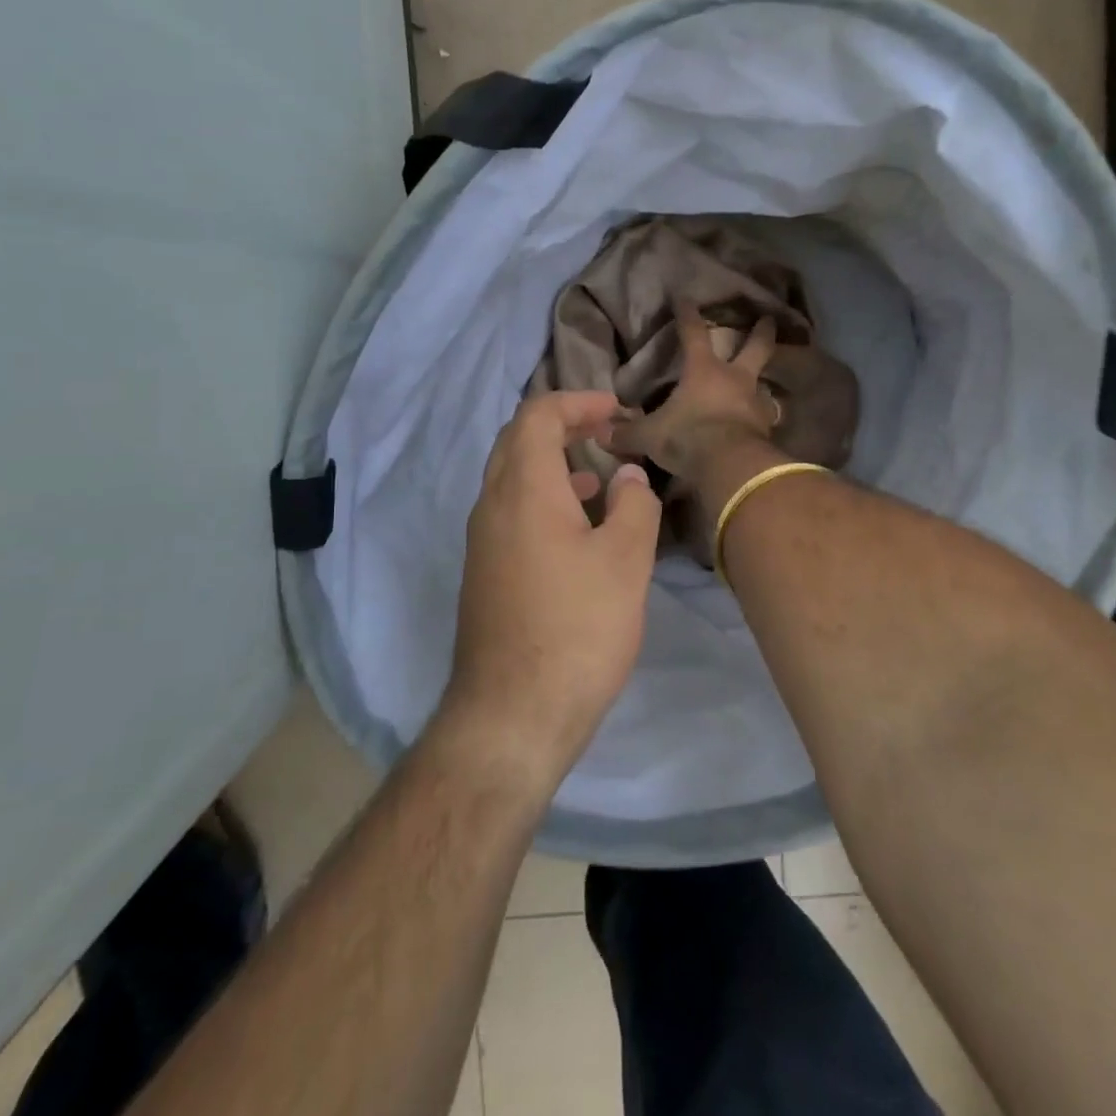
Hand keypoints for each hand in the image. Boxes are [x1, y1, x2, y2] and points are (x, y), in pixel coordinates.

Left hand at [443, 391, 662, 788]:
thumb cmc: (577, 628)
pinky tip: (577, 529)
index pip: (538, 415)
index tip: (617, 411)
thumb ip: (634, 504)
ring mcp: (482, 541)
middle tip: (606, 432)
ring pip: (511, 477)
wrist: (512, 714)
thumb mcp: (625, 561)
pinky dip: (543, 498)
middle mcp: (492, 504)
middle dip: (563, 425)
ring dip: (552, 463)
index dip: (578, 401)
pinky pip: (510, 511)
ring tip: (598, 477)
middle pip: (517, 440)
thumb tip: (626, 476)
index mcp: (523, 489)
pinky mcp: (484, 573)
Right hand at [606, 301, 780, 481]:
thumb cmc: (688, 437)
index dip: (687, 315)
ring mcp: (755, 402)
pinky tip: (759, 422)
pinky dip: (761, 416)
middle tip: (769, 319)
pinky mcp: (766, 428)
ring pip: (764, 382)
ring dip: (764, 379)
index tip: (686, 297)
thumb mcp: (650, 436)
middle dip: (761, 333)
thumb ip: (627, 432)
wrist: (731, 465)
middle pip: (754, 348)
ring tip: (764, 380)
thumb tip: (601, 432)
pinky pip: (765, 416)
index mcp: (703, 370)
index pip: (693, 333)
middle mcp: (734, 379)